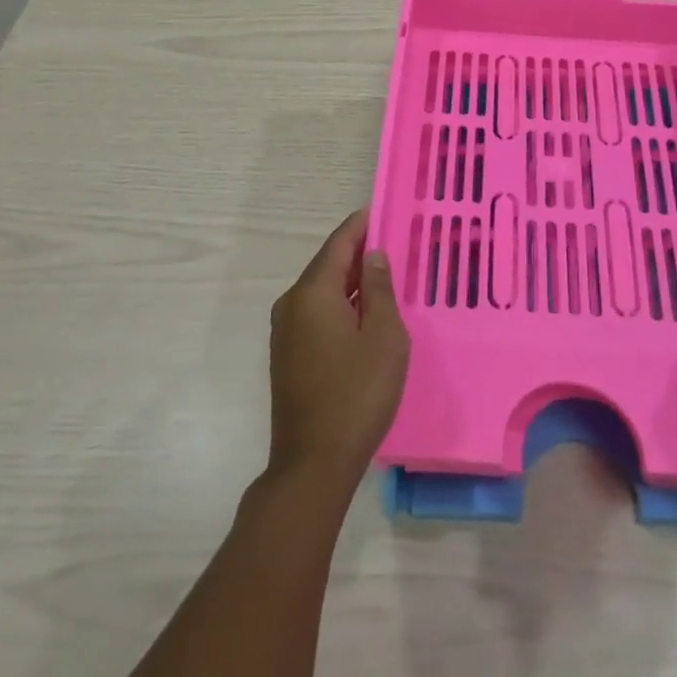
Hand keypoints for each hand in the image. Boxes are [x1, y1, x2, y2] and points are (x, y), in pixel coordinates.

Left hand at [266, 208, 408, 489]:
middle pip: (327, 265)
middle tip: (391, 244)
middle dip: (357, 252)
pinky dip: (338, 304)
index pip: (339, 243)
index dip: (361, 225)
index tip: (382, 211)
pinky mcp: (286, 355)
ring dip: (348, 281)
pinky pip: (315, 313)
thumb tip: (372, 256)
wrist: (312, 465)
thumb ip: (378, 289)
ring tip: (382, 276)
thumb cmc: (357, 394)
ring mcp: (284, 331)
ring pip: (321, 290)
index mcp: (313, 292)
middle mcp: (292, 303)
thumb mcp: (383, 336)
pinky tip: (362, 314)